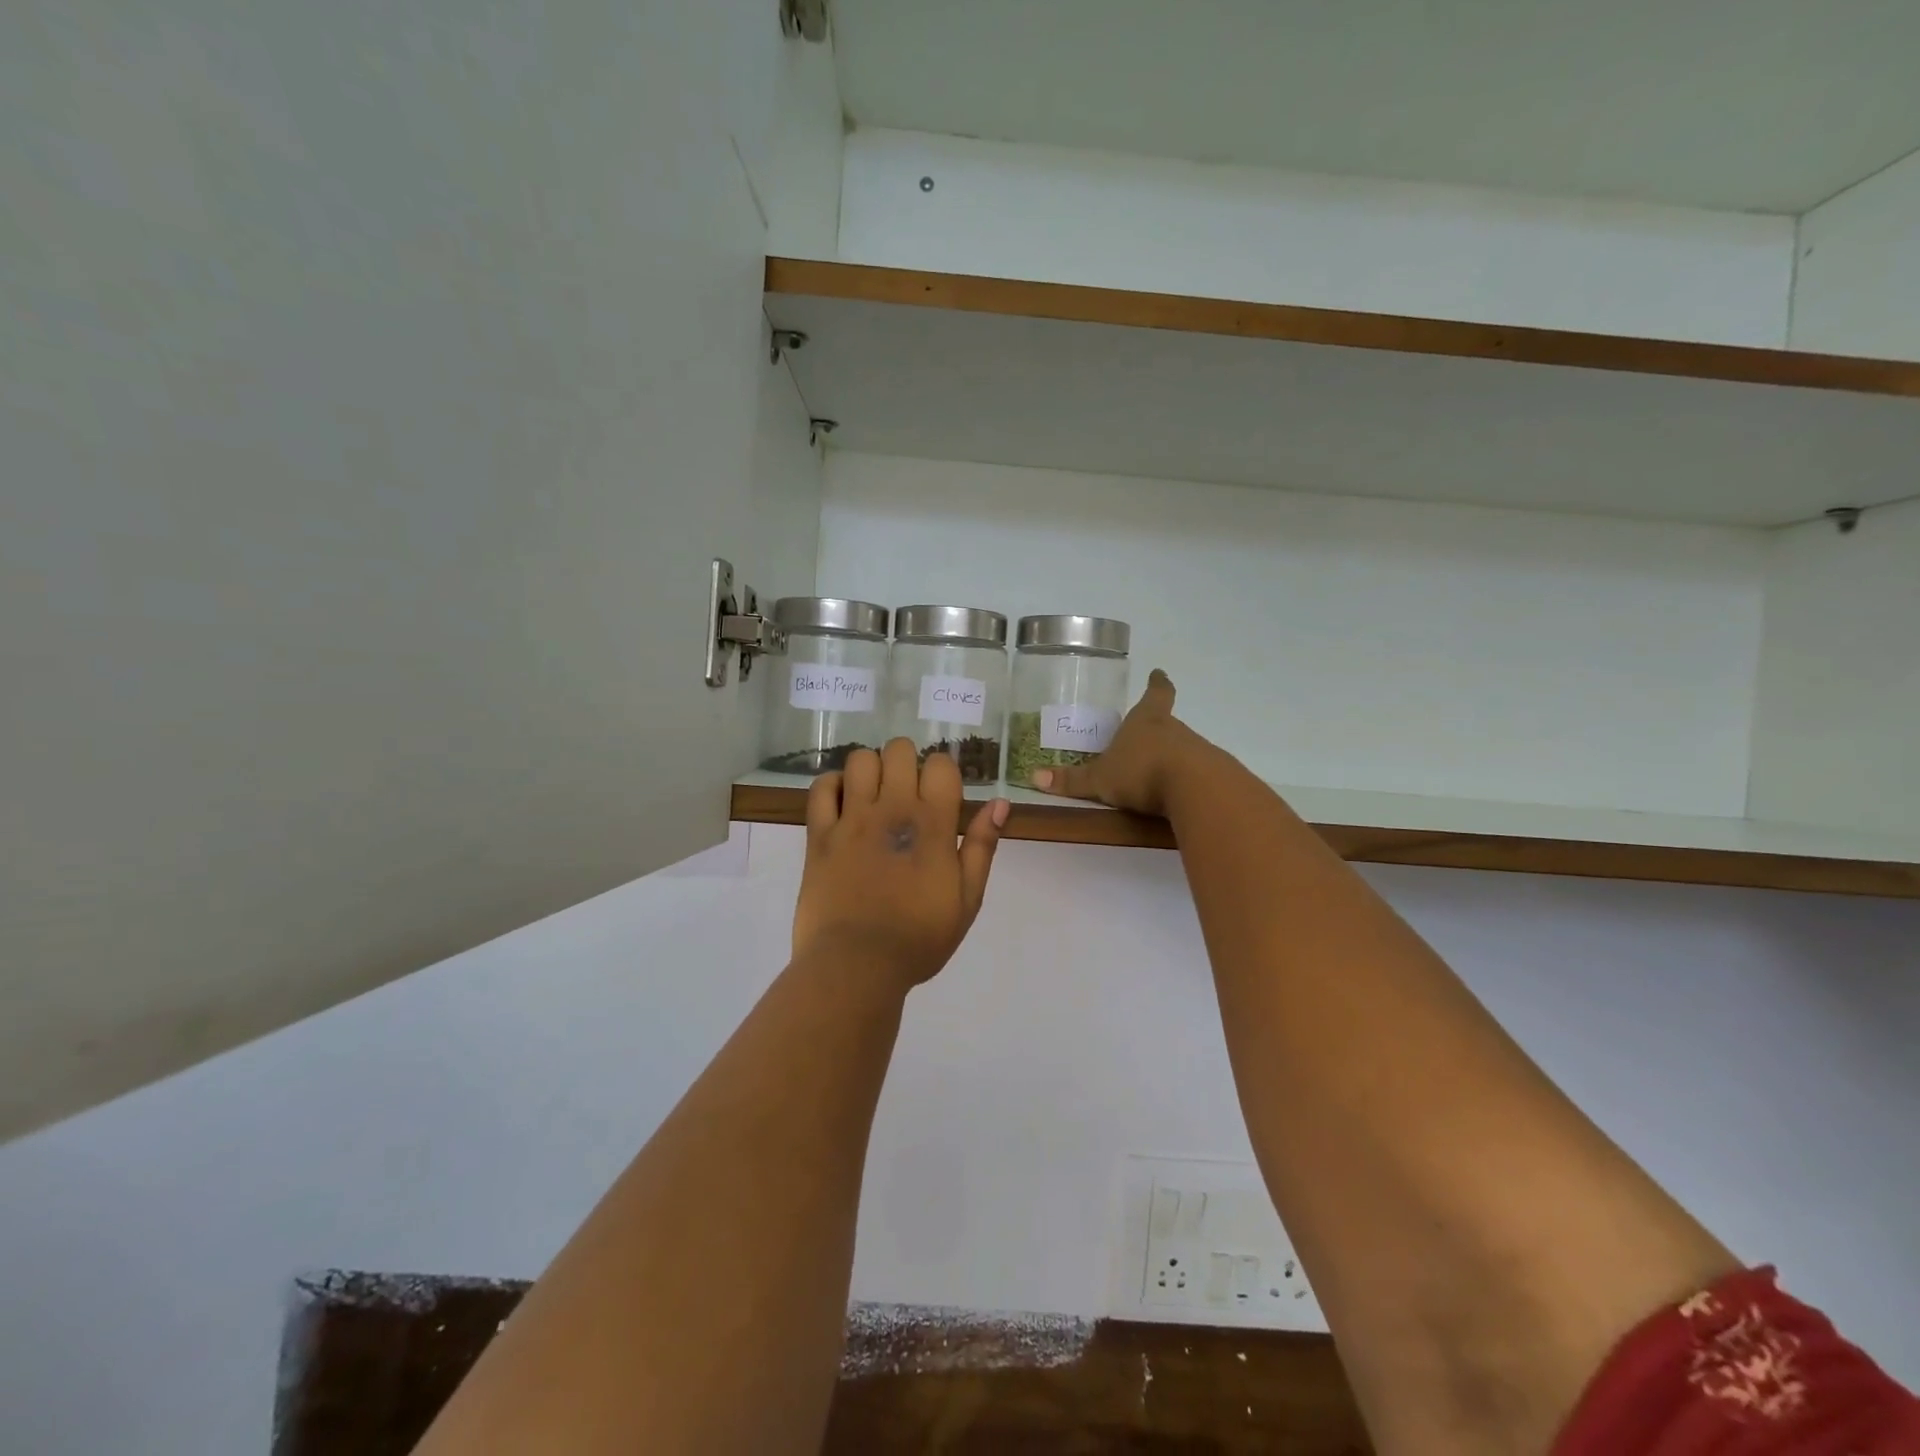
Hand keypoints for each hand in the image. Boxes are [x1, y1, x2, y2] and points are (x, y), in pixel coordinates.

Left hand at [792, 738, 1008, 990]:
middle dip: (906, 762)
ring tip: (873, 796)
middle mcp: (892, 809)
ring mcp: (851, 819)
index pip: (941, 764)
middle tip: (906, 793)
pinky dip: (832, 785)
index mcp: (933, 824)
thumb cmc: (919, 938)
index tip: (940, 794)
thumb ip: (982, 847)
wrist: (857, 965)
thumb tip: (999, 803)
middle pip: (898, 750)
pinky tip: (843, 803)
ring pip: (860, 759)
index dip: (943, 772)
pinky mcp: (819, 834)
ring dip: (871, 770)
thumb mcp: (967, 900)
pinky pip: (821, 788)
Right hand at [1030, 670, 1215, 817]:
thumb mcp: (1100, 779)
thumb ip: (1071, 780)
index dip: (1157, 684)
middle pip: (1166, 723)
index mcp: (1146, 720)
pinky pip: (1193, 773)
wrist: (1195, 788)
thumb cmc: (1141, 771)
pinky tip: (1174, 796)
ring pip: (1181, 748)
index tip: (1159, 673)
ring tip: (1154, 774)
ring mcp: (1196, 751)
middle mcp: (1174, 730)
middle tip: (1140, 738)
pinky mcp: (1210, 774)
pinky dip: (1183, 780)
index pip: (1156, 693)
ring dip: (1169, 757)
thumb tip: (1033, 777)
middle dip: (1156, 729)